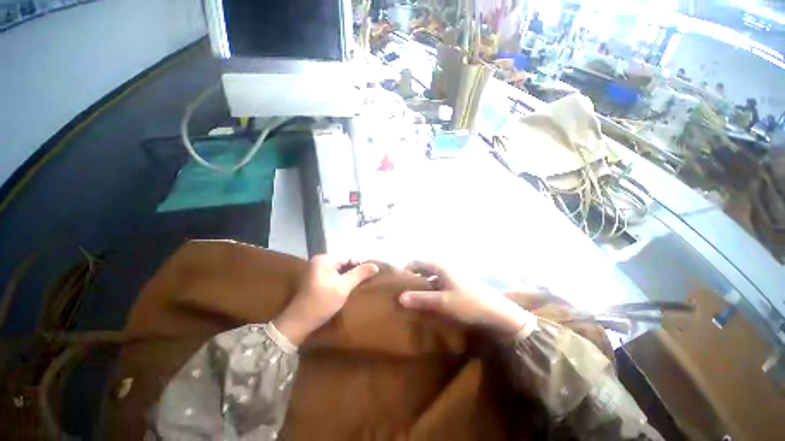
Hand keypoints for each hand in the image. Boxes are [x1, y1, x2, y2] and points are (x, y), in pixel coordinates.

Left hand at [274, 255, 378, 345]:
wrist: (299, 322)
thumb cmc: (322, 302)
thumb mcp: (344, 287)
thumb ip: (360, 274)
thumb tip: (375, 265)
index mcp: (324, 259)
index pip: (348, 257)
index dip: (359, 265)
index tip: (368, 275)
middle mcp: (318, 260)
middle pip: (342, 262)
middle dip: (353, 270)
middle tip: (363, 281)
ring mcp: (314, 269)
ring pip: (338, 268)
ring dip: (347, 275)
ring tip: (356, 285)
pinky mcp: (314, 278)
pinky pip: (332, 274)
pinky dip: (339, 279)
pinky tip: (345, 288)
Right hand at [399, 261, 530, 338]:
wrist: (496, 312)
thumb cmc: (468, 303)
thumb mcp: (443, 302)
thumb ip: (421, 299)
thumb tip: (400, 297)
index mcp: (440, 266)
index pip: (416, 263)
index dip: (405, 271)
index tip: (397, 283)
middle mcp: (444, 268)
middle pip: (423, 269)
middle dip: (412, 279)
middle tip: (402, 292)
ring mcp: (450, 276)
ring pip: (430, 278)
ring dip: (421, 286)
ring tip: (412, 299)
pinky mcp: (455, 285)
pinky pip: (437, 284)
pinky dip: (430, 291)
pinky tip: (428, 302)